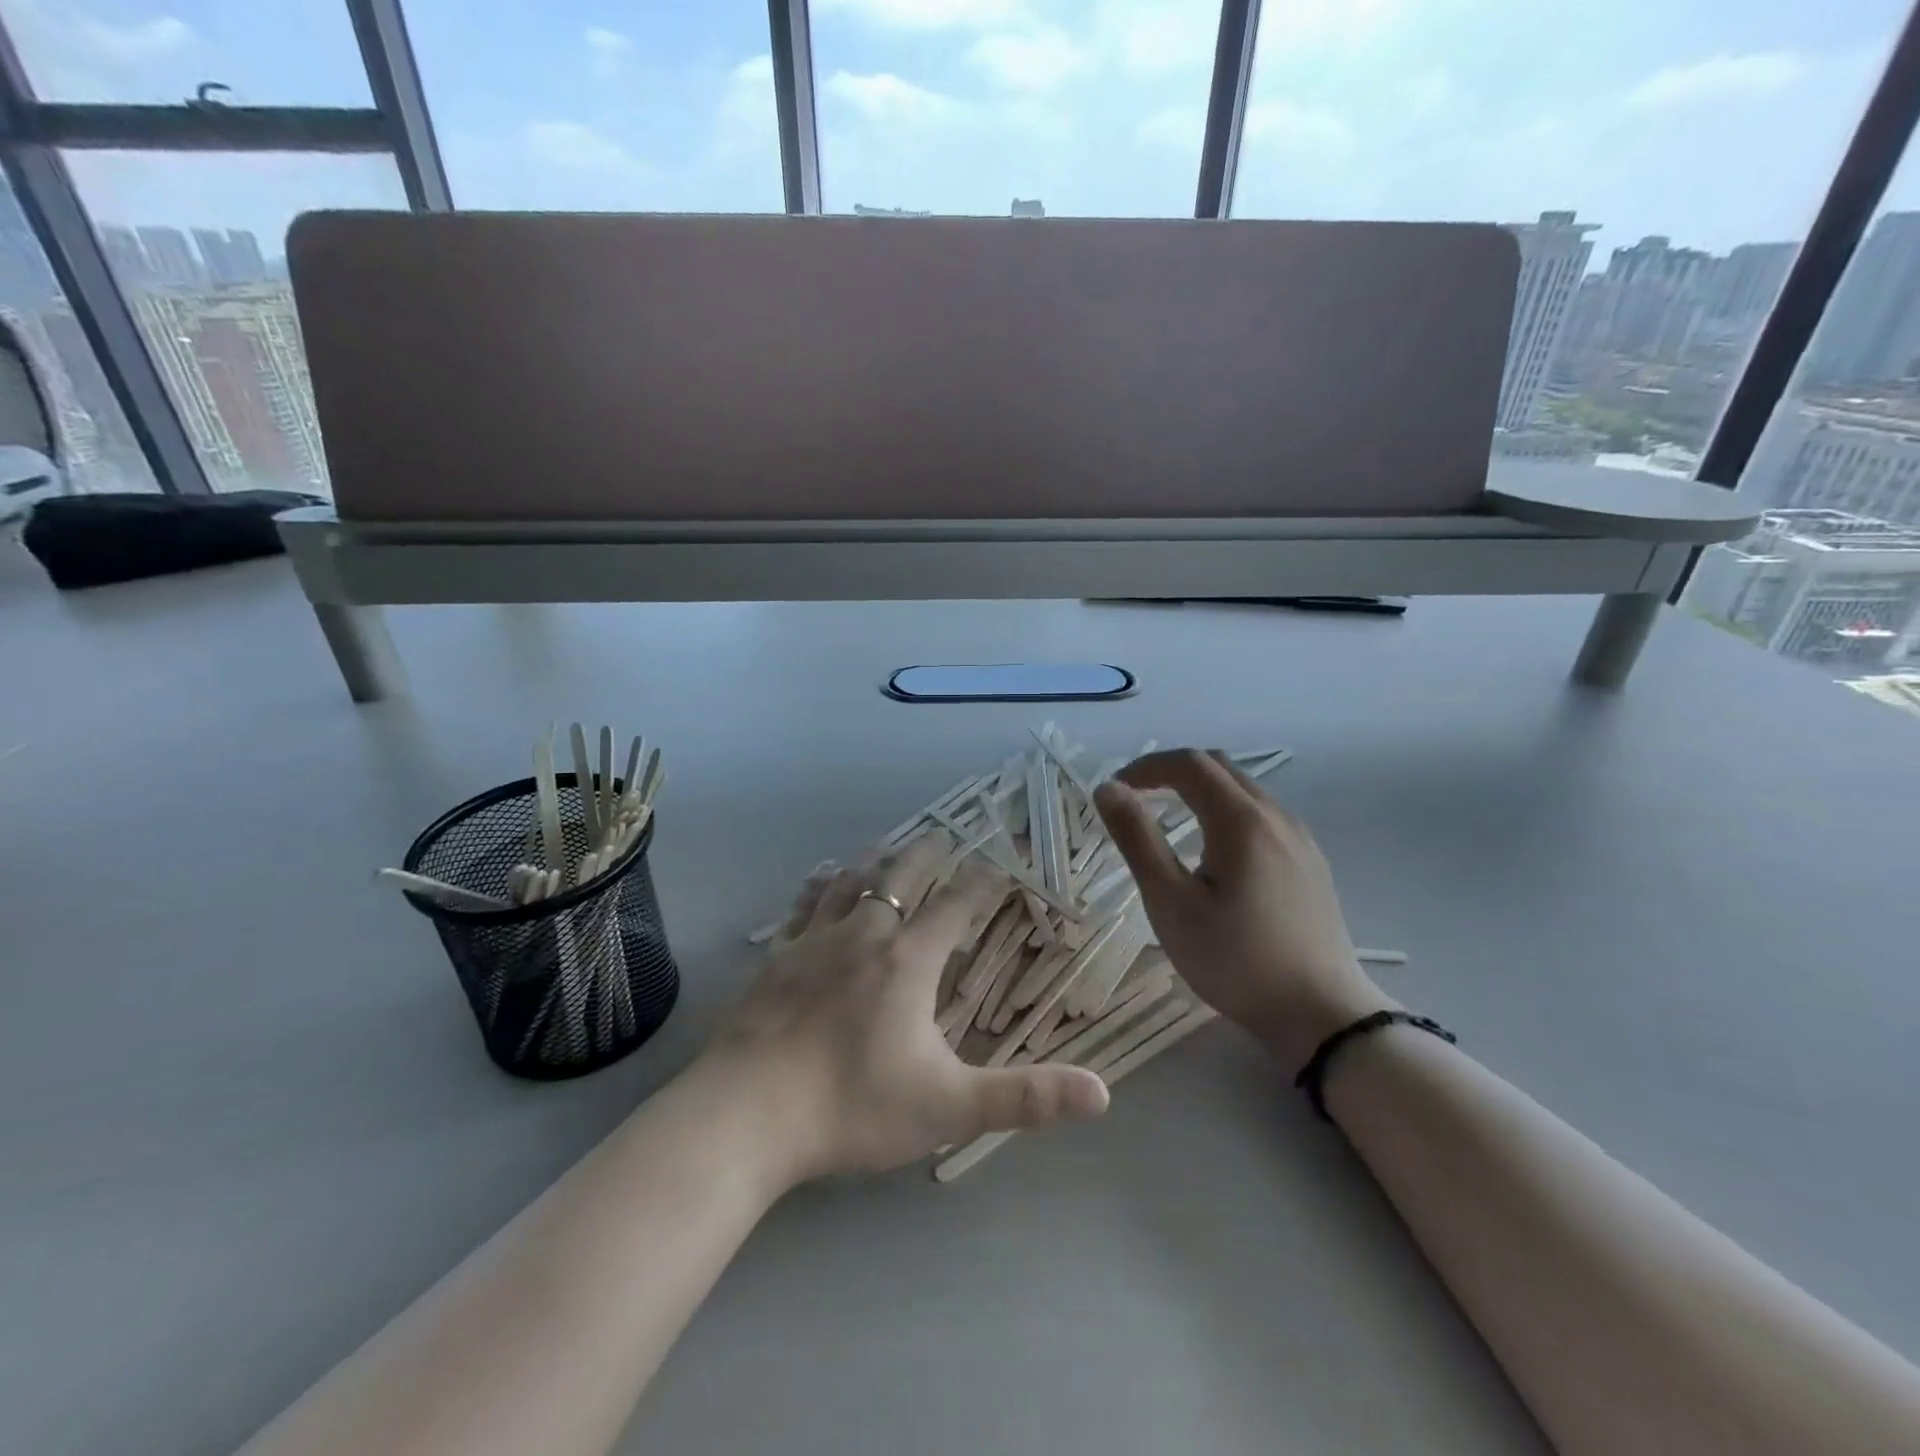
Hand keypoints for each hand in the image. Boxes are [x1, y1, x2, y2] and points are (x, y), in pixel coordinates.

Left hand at [699, 834, 1108, 1185]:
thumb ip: (1025, 1099)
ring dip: (879, 859)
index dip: (983, 881)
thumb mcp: (948, 1108)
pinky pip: (806, 904)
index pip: (956, 904)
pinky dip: (823, 883)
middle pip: (903, 875)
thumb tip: (1102, 1093)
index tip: (1000, 864)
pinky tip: (822, 877)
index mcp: (908, 960)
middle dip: (930, 855)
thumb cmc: (851, 1107)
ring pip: (853, 880)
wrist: (745, 1114)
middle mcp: (864, 934)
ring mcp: (815, 940)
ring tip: (891, 845)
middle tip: (945, 838)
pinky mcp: (778, 956)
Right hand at [1093, 750, 1394, 1072]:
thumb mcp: (1171, 902)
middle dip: (1171, 772)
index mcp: (1240, 820)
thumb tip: (1108, 789)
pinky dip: (1227, 809)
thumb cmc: (1235, 959)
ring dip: (1200, 789)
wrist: (1321, 1014)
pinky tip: (1215, 850)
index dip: (1146, 767)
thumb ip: (1138, 838)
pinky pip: (1262, 813)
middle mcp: (1275, 815)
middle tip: (1137, 799)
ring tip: (1169, 820)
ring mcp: (1300, 837)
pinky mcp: (1310, 860)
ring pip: (1244, 788)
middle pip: (1218, 766)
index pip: (1188, 764)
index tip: (1115, 791)